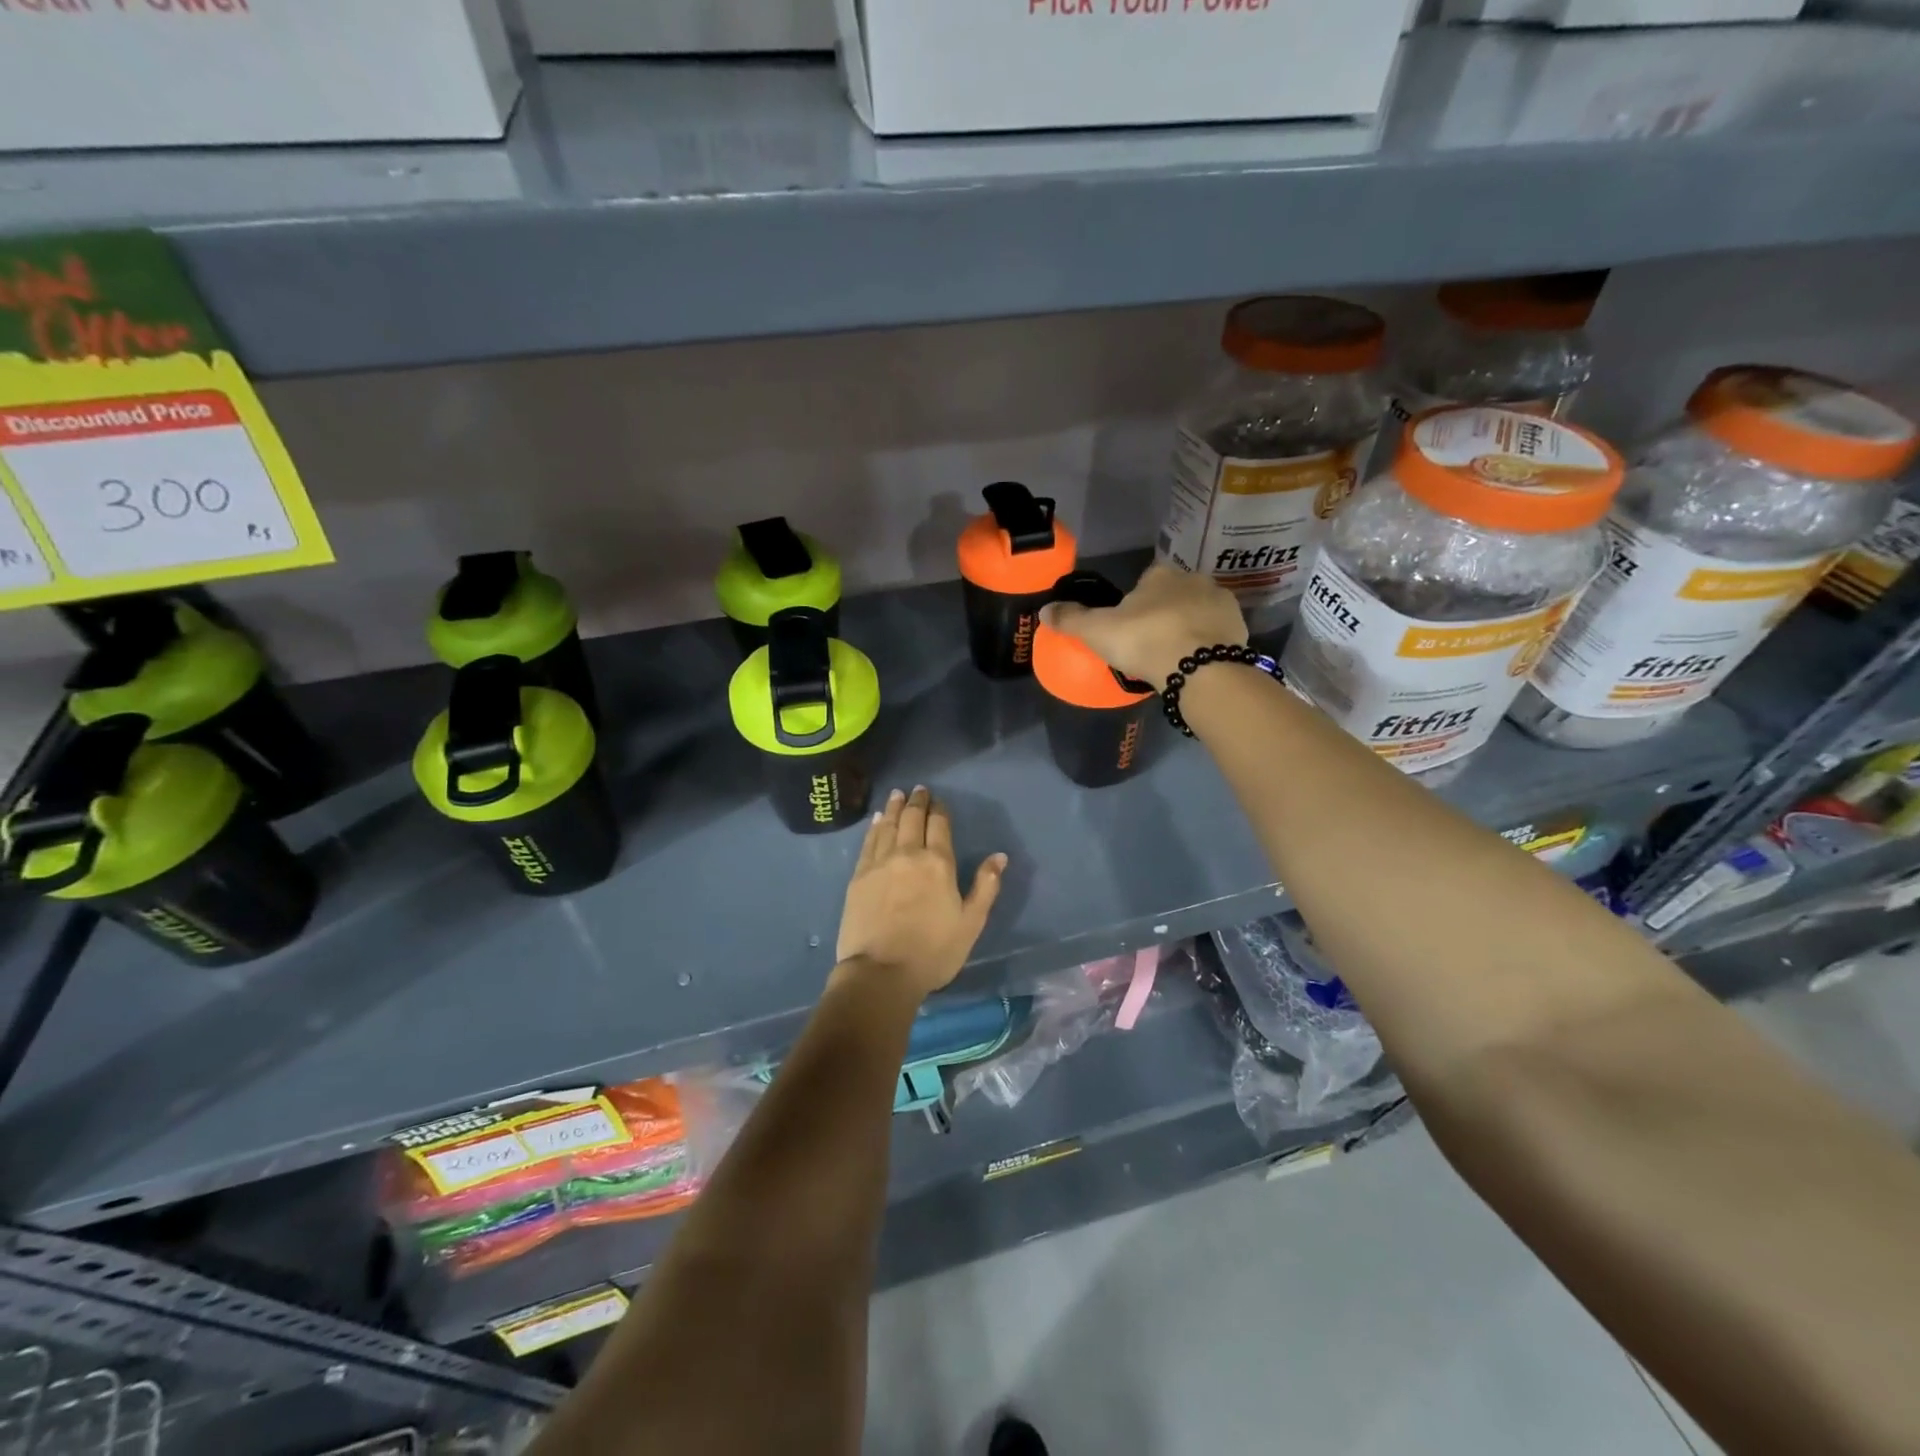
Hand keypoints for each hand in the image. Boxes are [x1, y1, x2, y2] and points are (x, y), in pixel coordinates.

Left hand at [834, 786, 1007, 1001]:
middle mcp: (908, 854)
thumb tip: (999, 856)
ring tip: (897, 795)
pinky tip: (876, 820)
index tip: (938, 800)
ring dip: (893, 807)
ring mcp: (880, 863)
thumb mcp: (971, 923)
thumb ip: (986, 886)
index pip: (939, 825)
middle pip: (911, 819)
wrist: (881, 972)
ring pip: (888, 825)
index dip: (939, 810)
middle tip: (918, 790)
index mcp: (939, 863)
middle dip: (916, 802)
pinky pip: (868, 842)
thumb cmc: (933, 952)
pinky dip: (874, 827)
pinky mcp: (859, 876)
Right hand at [1041, 563, 1246, 685]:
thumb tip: (1044, 609)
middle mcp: (1194, 579)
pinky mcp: (1240, 628)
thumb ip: (1071, 619)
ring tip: (1173, 658)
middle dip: (1163, 614)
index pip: (1144, 582)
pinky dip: (1206, 645)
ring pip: (1197, 613)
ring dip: (1187, 628)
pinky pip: (1216, 634)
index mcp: (1160, 574)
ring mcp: (1221, 603)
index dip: (1134, 604)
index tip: (1128, 628)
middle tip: (1149, 646)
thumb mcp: (1097, 631)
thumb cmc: (1144, 641)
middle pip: (1172, 596)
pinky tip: (1194, 664)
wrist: (1200, 669)